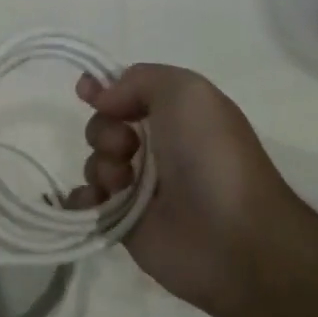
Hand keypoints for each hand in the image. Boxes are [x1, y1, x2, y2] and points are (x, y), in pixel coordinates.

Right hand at [75, 64, 288, 316]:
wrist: (232, 237)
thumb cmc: (211, 156)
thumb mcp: (186, 92)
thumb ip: (138, 79)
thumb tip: (100, 96)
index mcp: (176, 115)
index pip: (126, 93)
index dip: (104, 90)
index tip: (89, 94)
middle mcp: (157, 147)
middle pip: (104, 125)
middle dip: (104, 131)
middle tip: (127, 147)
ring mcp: (139, 187)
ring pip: (95, 162)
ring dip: (100, 166)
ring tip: (122, 184)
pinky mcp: (125, 222)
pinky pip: (87, 202)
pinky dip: (84, 198)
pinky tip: (99, 201)